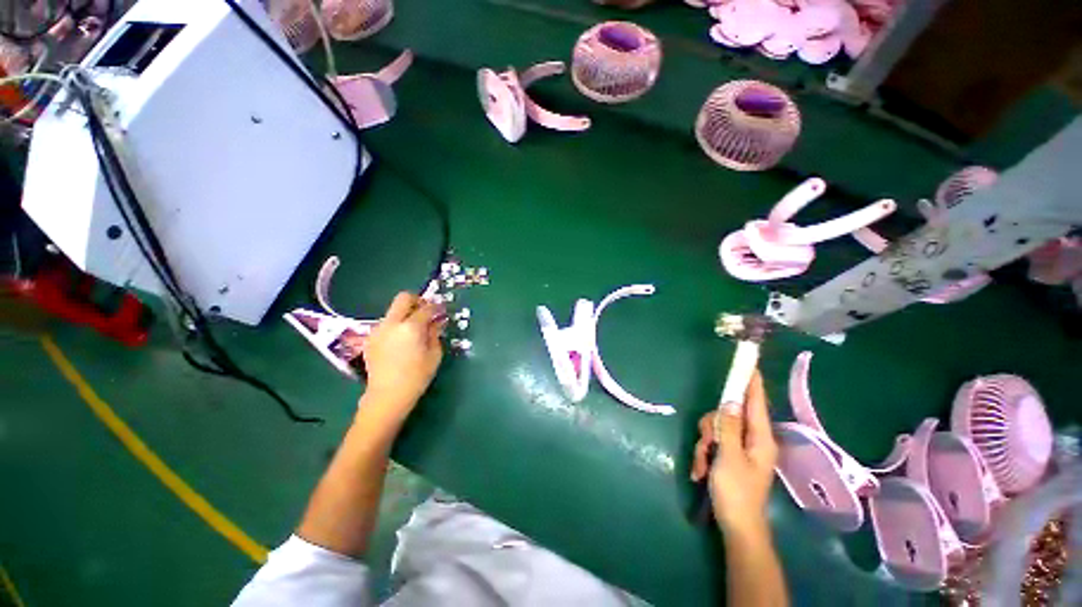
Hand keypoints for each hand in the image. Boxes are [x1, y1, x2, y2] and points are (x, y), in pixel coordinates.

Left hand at [360, 292, 445, 417]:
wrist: (387, 396)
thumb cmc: (416, 377)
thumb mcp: (434, 354)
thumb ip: (435, 333)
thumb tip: (436, 321)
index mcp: (410, 327)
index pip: (426, 308)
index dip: (437, 307)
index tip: (442, 311)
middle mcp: (391, 323)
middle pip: (404, 298)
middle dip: (418, 301)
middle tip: (427, 312)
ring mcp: (378, 330)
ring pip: (394, 311)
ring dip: (406, 314)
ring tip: (415, 330)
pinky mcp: (371, 339)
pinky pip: (387, 324)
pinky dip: (397, 325)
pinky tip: (402, 341)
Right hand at [690, 370, 777, 533]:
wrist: (737, 527)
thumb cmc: (736, 493)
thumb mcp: (729, 457)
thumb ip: (728, 427)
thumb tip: (729, 401)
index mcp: (760, 439)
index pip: (756, 403)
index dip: (752, 383)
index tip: (748, 364)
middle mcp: (753, 440)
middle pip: (728, 415)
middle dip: (711, 427)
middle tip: (706, 444)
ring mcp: (741, 449)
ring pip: (717, 429)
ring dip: (705, 444)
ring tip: (703, 465)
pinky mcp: (730, 457)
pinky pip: (713, 443)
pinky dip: (704, 454)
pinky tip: (701, 471)